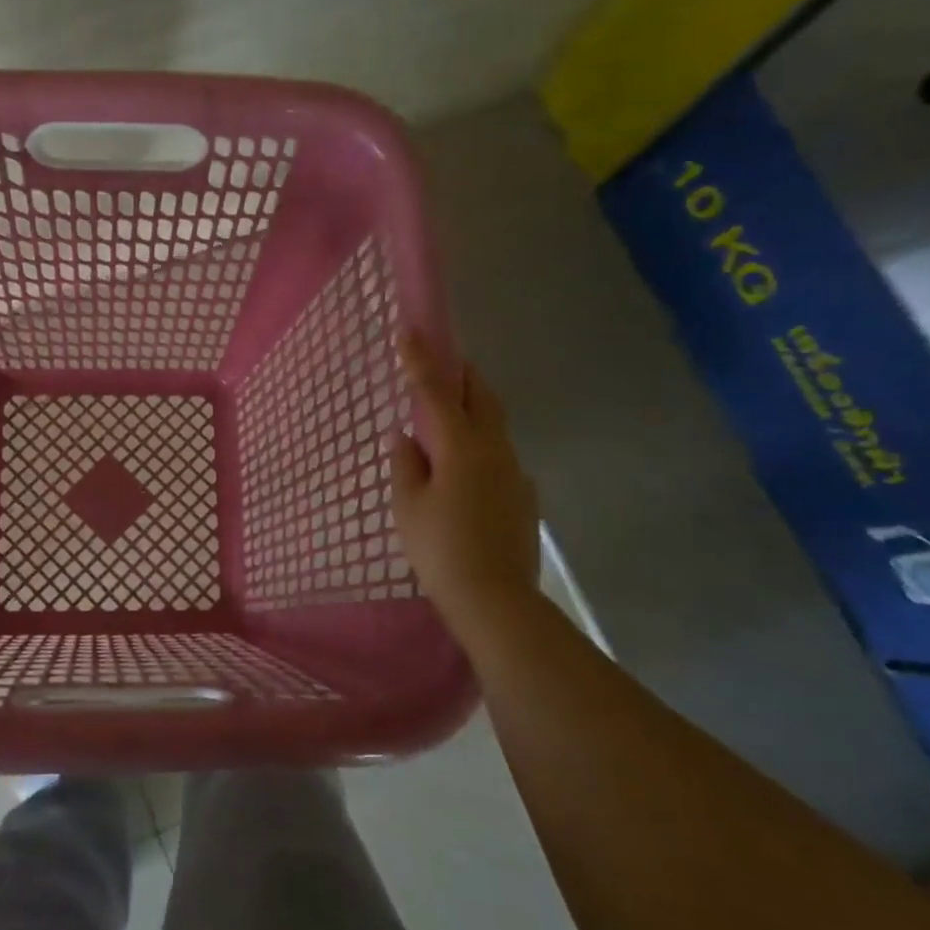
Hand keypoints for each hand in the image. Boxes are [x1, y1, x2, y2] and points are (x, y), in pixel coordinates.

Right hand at [388, 333, 540, 627]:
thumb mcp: (407, 506)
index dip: (421, 361)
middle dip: (461, 373)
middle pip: (481, 397)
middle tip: (442, 360)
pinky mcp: (523, 496)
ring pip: (494, 425)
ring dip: (473, 408)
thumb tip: (407, 438)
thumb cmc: (440, 549)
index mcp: (461, 447)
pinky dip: (481, 445)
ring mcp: (515, 473)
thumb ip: (406, 464)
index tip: (410, 330)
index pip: (438, 393)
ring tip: (449, 413)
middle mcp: (494, 450)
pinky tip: (466, 467)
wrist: (495, 599)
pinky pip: (499, 456)